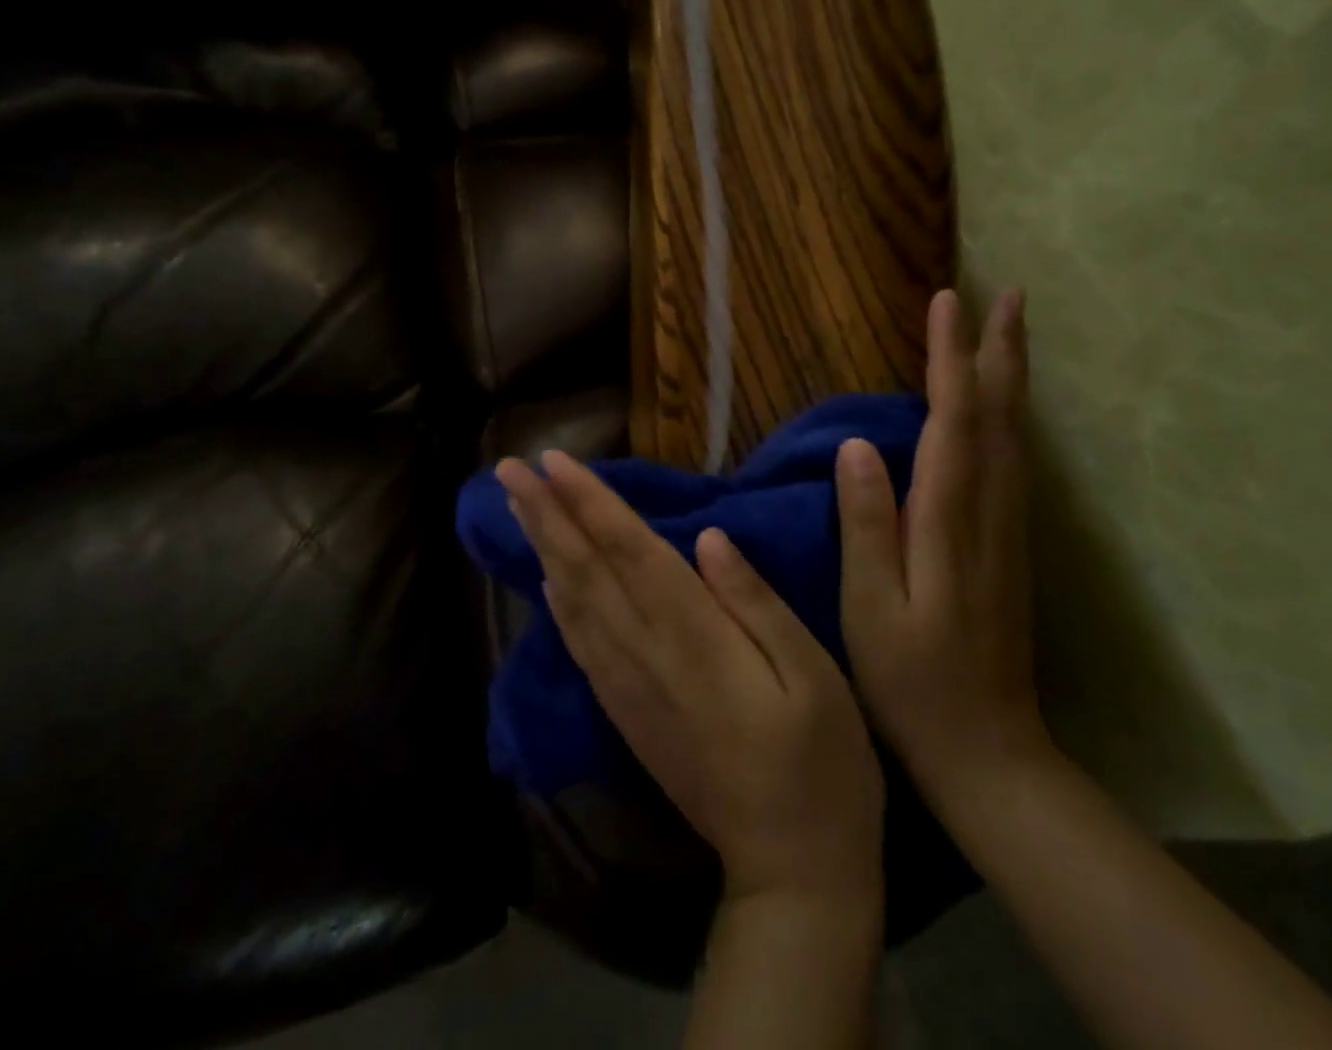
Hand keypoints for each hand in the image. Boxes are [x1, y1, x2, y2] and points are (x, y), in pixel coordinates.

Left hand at [496, 451, 884, 910]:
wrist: (790, 870)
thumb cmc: (821, 763)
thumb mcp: (813, 673)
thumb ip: (755, 602)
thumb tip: (708, 537)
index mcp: (694, 637)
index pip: (630, 551)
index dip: (590, 502)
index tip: (552, 461)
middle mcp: (646, 655)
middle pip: (586, 569)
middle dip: (547, 513)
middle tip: (509, 469)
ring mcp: (628, 687)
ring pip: (573, 602)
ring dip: (542, 548)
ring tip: (517, 506)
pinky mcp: (625, 713)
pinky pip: (580, 645)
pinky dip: (557, 605)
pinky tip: (546, 580)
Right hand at [837, 289, 1048, 804]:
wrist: (989, 751)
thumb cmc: (912, 681)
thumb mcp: (871, 608)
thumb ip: (867, 525)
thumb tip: (859, 445)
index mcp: (950, 522)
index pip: (953, 420)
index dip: (949, 359)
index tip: (946, 303)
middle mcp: (990, 513)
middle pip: (1000, 417)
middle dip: (1000, 352)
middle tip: (1007, 295)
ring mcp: (1007, 529)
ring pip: (1015, 435)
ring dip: (1011, 377)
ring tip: (1009, 332)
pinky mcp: (1009, 544)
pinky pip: (1013, 461)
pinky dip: (1009, 418)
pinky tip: (1002, 407)